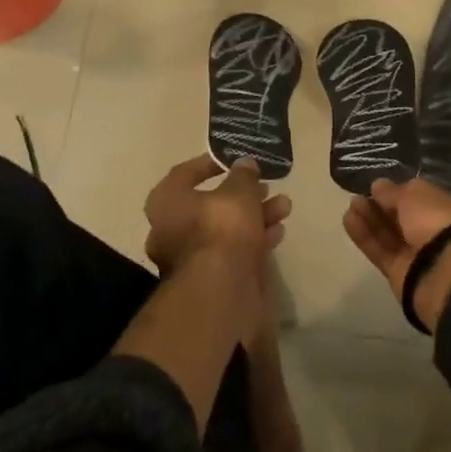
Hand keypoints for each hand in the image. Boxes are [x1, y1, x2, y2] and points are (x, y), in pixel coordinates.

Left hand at [143, 154, 291, 275]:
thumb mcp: (239, 191)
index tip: (235, 161)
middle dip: (244, 195)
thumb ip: (243, 175)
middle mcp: (170, 229)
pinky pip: (232, 251)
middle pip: (211, 204)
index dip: (212, 164)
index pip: (185, 173)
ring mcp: (189, 257)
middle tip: (267, 186)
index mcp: (166, 202)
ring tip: (284, 207)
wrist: (220, 290)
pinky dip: (254, 240)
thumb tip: (245, 164)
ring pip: (226, 229)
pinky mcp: (209, 279)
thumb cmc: (221, 228)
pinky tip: (278, 233)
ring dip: (255, 216)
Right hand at [344, 178, 450, 333]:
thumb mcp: (414, 196)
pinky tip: (348, 220)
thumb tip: (378, 185)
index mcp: (447, 209)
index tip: (378, 186)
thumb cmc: (437, 222)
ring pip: (389, 234)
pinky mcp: (400, 274)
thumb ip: (393, 192)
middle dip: (380, 206)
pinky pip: (380, 251)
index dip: (399, 192)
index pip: (420, 198)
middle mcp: (433, 232)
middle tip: (359, 195)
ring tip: (351, 204)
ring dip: (369, 218)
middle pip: (402, 218)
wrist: (445, 272)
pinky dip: (365, 236)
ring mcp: (417, 255)